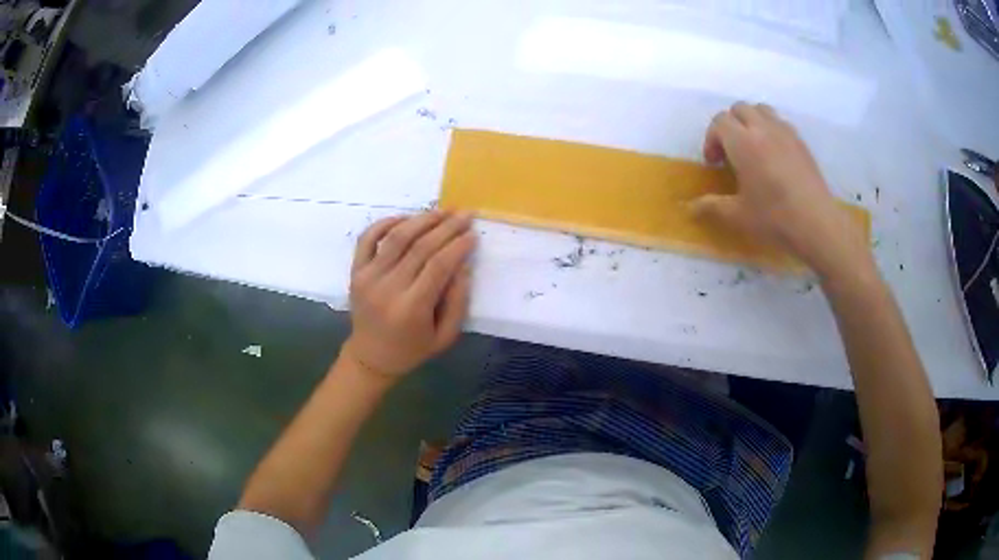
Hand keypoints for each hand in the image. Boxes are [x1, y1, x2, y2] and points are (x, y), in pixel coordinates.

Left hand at [343, 211, 474, 381]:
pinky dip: (386, 222)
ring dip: (422, 219)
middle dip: (447, 227)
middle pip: (420, 246)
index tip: (473, 234)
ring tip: (442, 211)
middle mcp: (387, 288)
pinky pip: (368, 238)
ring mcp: (368, 277)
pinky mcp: (356, 271)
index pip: (438, 266)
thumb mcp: (445, 336)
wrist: (371, 356)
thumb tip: (463, 265)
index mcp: (411, 308)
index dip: (458, 246)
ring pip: (397, 237)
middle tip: (465, 214)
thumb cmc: (412, 349)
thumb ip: (458, 302)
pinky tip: (407, 218)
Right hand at [691, 102, 870, 277]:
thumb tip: (688, 208)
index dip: (712, 139)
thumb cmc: (774, 218)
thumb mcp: (738, 215)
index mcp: (743, 142)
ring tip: (753, 148)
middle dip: (729, 126)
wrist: (817, 224)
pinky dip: (771, 130)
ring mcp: (784, 132)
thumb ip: (711, 206)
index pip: (719, 121)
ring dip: (751, 122)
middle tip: (731, 153)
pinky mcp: (800, 141)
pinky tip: (775, 155)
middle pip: (739, 109)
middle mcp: (762, 129)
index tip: (714, 163)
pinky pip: (780, 122)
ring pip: (761, 110)